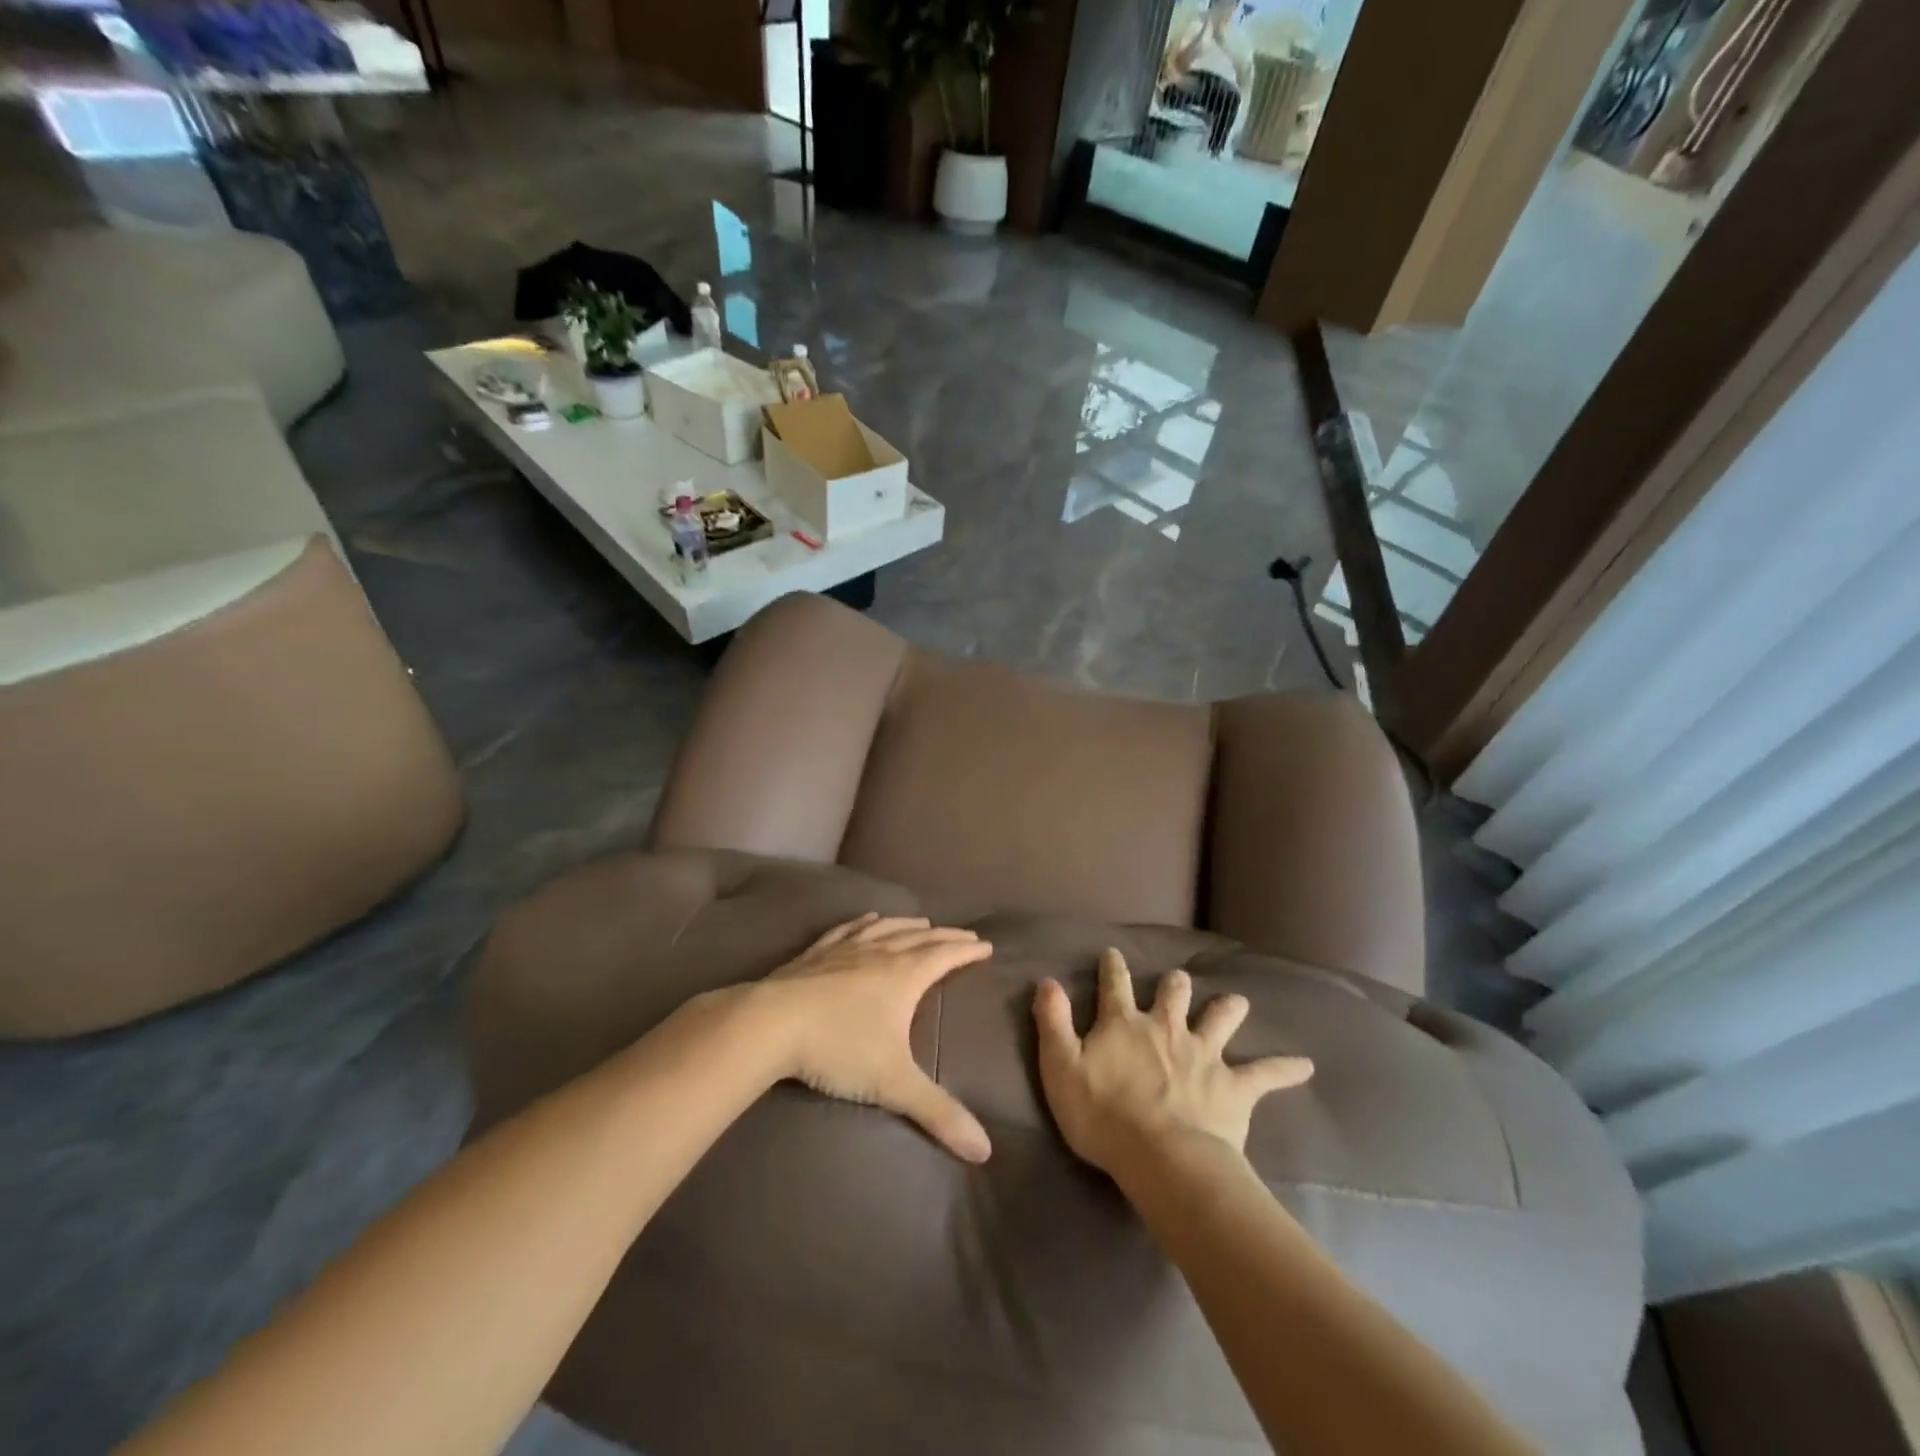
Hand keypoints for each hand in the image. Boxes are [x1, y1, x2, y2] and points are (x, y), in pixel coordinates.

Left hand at [752, 913, 994, 1163]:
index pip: (945, 956)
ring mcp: (846, 949)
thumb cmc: (838, 1048)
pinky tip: (868, 918)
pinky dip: (865, 921)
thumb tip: (984, 1150)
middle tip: (965, 933)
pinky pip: (849, 929)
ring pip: (887, 928)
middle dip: (946, 936)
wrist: (770, 1024)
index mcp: (904, 976)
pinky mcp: (817, 953)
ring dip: (909, 924)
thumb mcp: (893, 1084)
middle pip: (920, 937)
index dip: (967, 949)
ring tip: (923, 922)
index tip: (986, 944)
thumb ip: (938, 1114)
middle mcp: (880, 953)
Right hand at [1033, 948, 1312, 1175]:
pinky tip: (1307, 1066)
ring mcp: (1203, 1053)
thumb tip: (1046, 980)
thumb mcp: (1061, 1067)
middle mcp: (1166, 1028)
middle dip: (1175, 983)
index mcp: (1125, 1024)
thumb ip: (1053, 1022)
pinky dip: (1286, 1068)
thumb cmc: (1103, 1116)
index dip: (1112, 967)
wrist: (1163, 1158)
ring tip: (1236, 1001)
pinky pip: (1266, 1073)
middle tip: (1178, 980)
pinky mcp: (1234, 1085)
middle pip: (1174, 993)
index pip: (1114, 985)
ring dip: (1228, 1008)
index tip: (1113, 953)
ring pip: (1220, 1018)